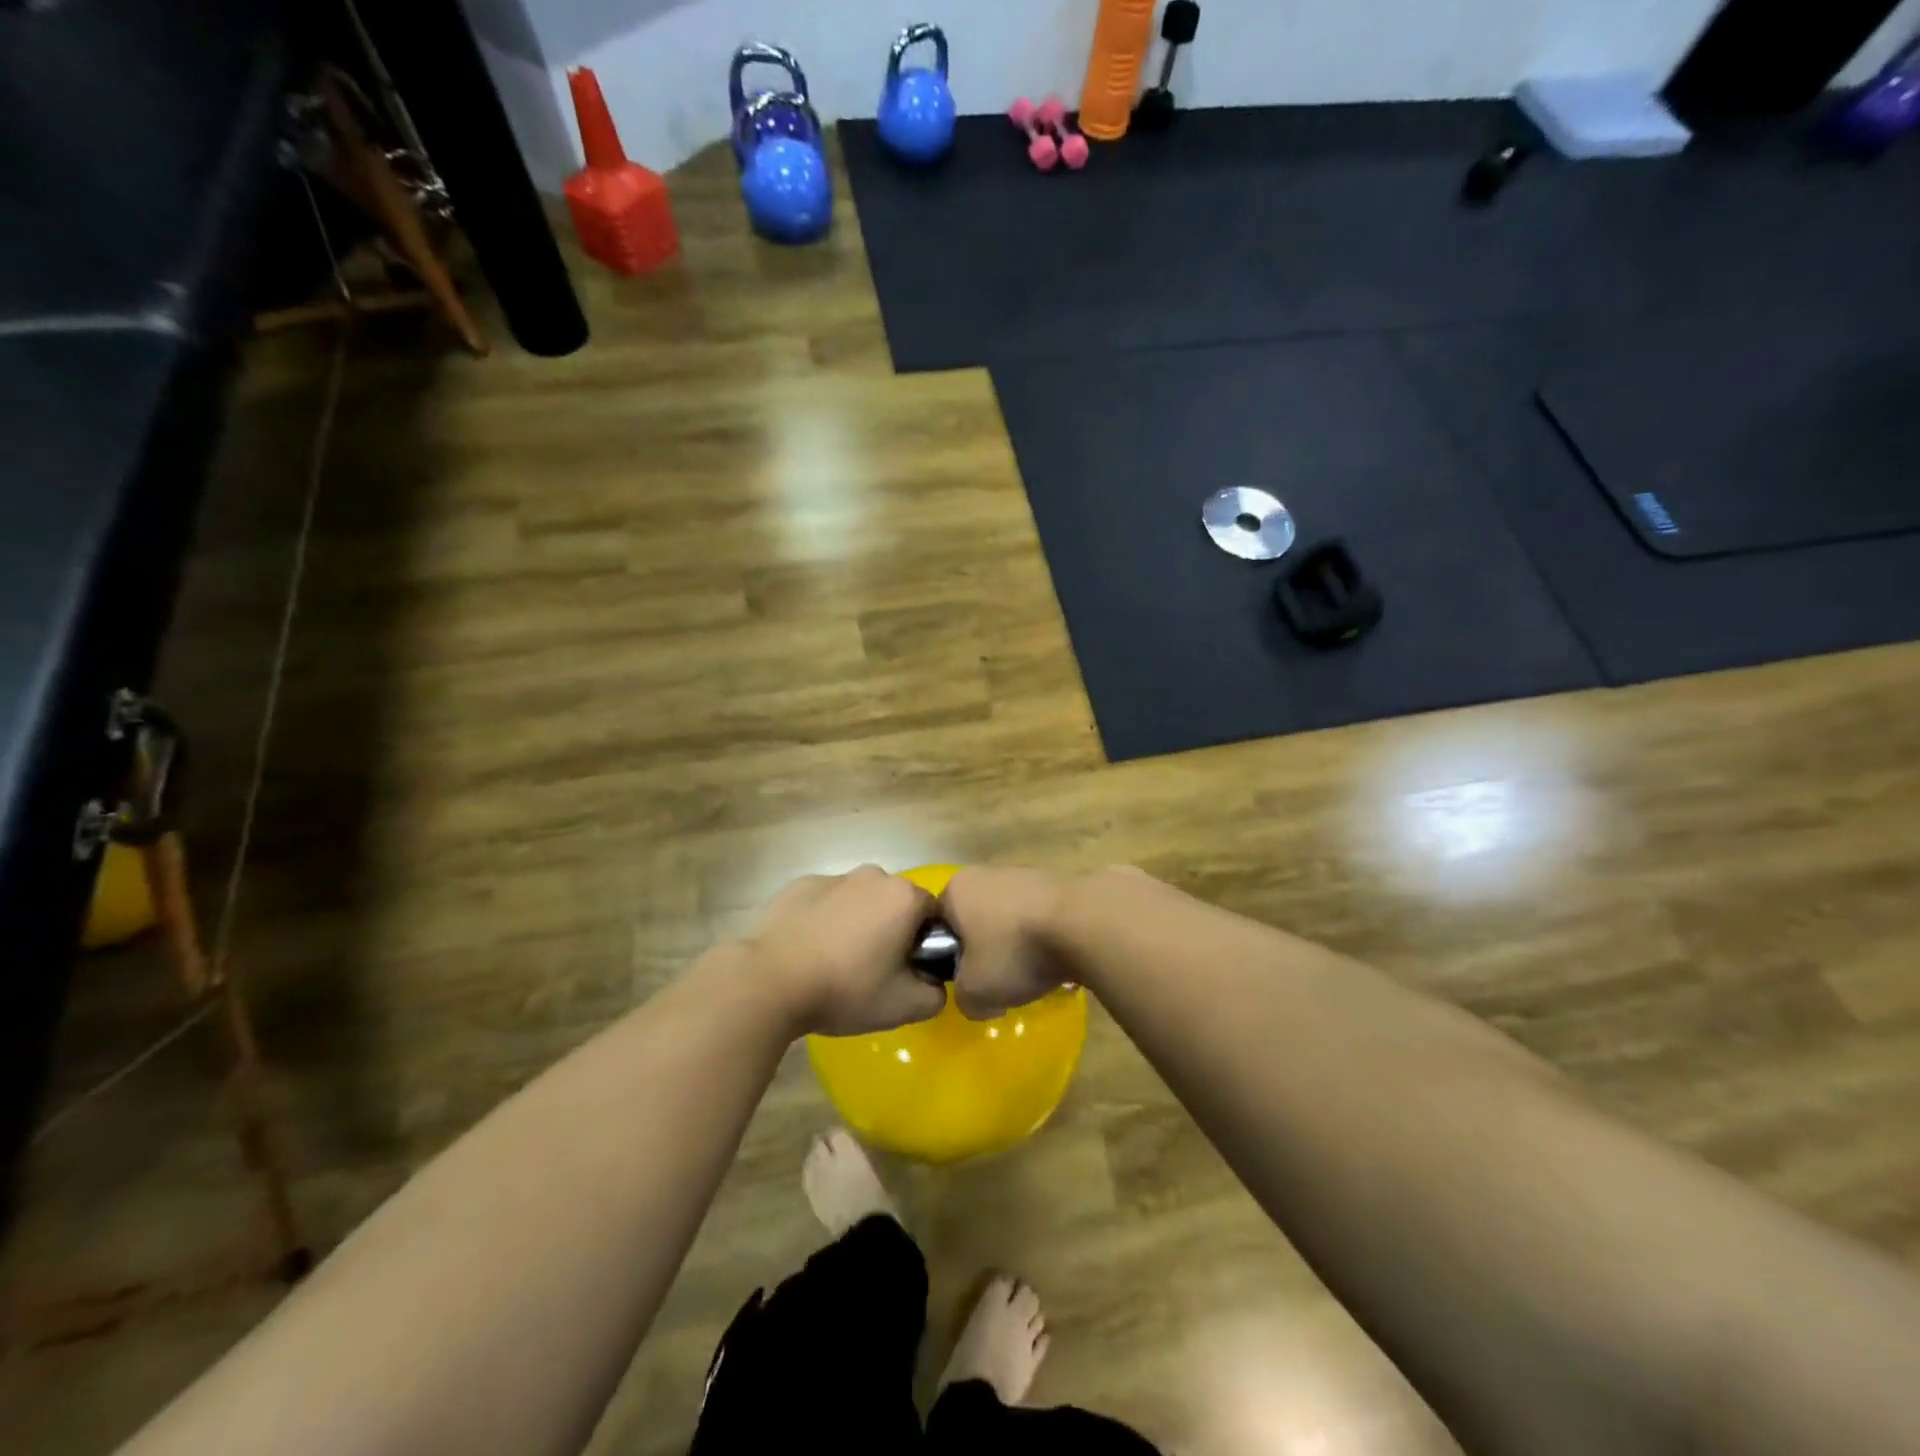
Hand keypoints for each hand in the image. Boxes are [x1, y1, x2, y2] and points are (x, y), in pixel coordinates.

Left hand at [743, 867, 946, 1036]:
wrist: (769, 981)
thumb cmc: (845, 988)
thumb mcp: (905, 1006)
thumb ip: (936, 994)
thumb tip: (934, 983)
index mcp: (904, 897)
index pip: (933, 914)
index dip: (925, 943)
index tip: (908, 971)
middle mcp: (873, 876)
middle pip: (895, 903)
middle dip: (891, 930)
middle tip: (873, 971)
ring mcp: (833, 877)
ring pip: (859, 900)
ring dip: (857, 924)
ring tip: (835, 963)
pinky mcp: (798, 885)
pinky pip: (825, 902)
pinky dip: (824, 920)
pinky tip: (808, 952)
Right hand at [940, 866, 1076, 1019]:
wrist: (1084, 924)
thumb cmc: (1015, 952)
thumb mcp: (975, 992)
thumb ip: (963, 998)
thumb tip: (976, 997)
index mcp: (957, 890)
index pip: (940, 924)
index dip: (950, 957)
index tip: (968, 980)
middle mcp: (987, 873)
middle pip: (977, 919)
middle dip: (988, 949)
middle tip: (1001, 980)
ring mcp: (1026, 873)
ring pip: (1011, 917)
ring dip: (1019, 942)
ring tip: (1036, 971)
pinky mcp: (1059, 881)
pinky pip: (1042, 916)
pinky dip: (1046, 935)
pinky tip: (1060, 958)